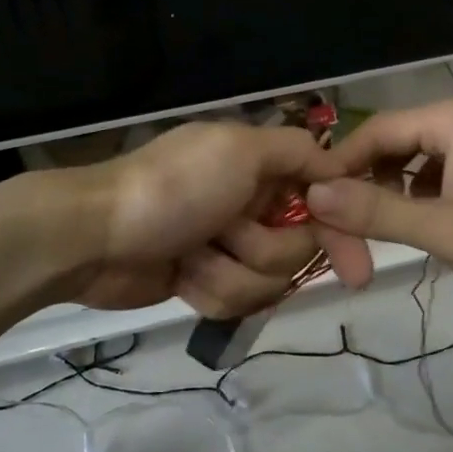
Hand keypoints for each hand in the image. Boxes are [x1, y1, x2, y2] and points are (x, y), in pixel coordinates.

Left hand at [59, 121, 354, 317]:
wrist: (95, 238)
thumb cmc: (173, 188)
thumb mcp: (239, 150)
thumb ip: (298, 152)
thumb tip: (341, 167)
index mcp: (261, 167)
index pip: (324, 200)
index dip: (341, 233)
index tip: (357, 270)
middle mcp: (250, 203)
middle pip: (298, 249)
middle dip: (262, 249)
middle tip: (226, 233)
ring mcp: (226, 245)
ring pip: (267, 281)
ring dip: (228, 272)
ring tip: (191, 255)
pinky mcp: (205, 280)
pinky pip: (234, 301)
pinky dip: (207, 289)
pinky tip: (179, 275)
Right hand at [303, 96, 452, 303]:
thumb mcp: (445, 230)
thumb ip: (375, 212)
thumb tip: (313, 195)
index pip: (376, 130)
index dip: (339, 165)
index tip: (311, 203)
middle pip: (396, 143)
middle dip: (367, 183)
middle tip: (343, 228)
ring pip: (418, 160)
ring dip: (394, 193)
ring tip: (377, 232)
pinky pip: (443, 171)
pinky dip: (423, 196)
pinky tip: (419, 226)